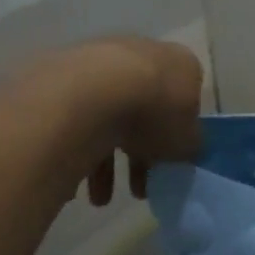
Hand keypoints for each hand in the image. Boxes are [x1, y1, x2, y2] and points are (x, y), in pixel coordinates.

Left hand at [49, 37, 204, 203]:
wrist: (93, 93)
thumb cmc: (155, 112)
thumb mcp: (188, 141)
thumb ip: (190, 145)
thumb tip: (185, 150)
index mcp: (179, 64)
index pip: (186, 100)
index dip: (178, 137)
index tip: (169, 164)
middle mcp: (142, 55)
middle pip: (144, 113)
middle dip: (138, 157)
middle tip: (137, 189)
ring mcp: (101, 63)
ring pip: (108, 120)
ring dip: (105, 165)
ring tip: (99, 199)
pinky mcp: (65, 77)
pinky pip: (78, 121)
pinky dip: (79, 151)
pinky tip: (76, 184)